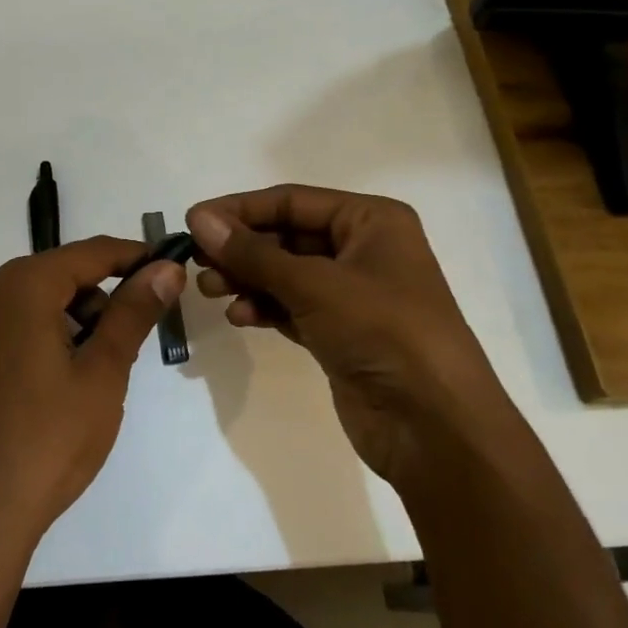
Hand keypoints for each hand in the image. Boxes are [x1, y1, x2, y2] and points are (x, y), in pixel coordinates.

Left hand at [0, 237, 185, 544]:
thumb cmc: (50, 440)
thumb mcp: (103, 373)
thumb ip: (134, 312)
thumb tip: (165, 268)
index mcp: (20, 289)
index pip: (88, 253)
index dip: (131, 257)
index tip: (164, 269)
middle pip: (54, 277)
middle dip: (96, 298)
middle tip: (125, 341)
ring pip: (27, 307)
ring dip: (64, 322)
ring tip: (87, 374)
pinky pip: (2, 336)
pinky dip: (32, 344)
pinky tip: (45, 393)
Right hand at [186, 185, 496, 491]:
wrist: (435, 427)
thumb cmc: (383, 332)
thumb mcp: (315, 285)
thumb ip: (253, 253)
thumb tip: (199, 219)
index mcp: (371, 220)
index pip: (292, 200)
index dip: (240, 209)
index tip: (192, 221)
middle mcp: (364, 249)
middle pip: (287, 236)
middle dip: (242, 248)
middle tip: (196, 261)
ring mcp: (353, 294)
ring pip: (286, 274)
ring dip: (248, 279)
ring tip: (210, 290)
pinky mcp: (341, 332)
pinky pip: (293, 307)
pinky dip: (265, 308)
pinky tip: (239, 316)